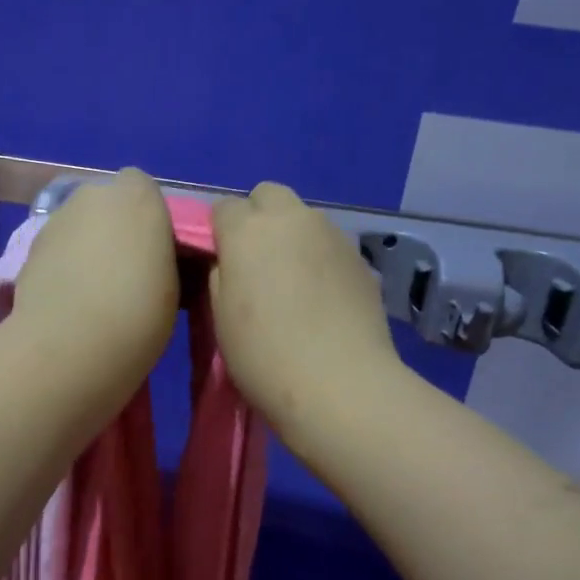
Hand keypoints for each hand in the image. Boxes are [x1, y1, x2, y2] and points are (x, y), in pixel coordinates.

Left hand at [15, 168, 178, 392]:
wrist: (71, 346)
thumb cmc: (139, 313)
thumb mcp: (174, 284)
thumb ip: (160, 255)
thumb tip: (149, 258)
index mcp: (138, 196)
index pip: (143, 188)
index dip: (147, 217)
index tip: (154, 253)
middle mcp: (93, 195)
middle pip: (106, 204)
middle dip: (113, 229)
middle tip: (124, 273)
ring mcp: (56, 220)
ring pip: (77, 227)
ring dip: (85, 249)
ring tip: (94, 295)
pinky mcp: (28, 249)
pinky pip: (55, 252)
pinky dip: (62, 268)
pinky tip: (69, 304)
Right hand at [209, 182, 403, 442]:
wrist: (339, 384)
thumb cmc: (264, 356)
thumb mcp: (220, 318)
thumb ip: (220, 275)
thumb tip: (230, 261)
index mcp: (247, 230)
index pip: (223, 208)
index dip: (219, 233)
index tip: (221, 264)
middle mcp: (292, 219)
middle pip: (268, 195)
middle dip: (258, 218)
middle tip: (256, 263)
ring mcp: (332, 234)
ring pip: (303, 218)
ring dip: (291, 237)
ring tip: (292, 283)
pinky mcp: (360, 258)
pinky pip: (329, 244)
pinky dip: (319, 259)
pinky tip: (321, 298)